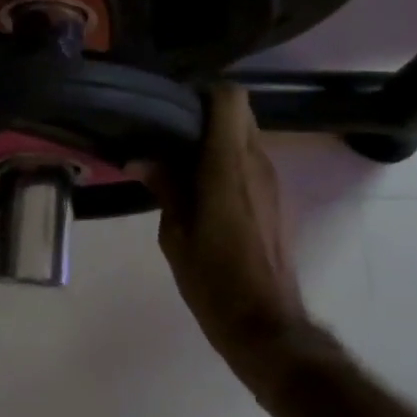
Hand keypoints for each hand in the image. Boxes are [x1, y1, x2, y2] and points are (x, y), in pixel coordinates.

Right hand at [153, 84, 310, 376]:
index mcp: (228, 166)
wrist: (265, 325)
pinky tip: (199, 184)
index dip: (203, 91)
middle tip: (169, 131)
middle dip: (206, 113)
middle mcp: (256, 164)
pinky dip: (227, 159)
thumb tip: (142, 160)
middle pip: (240, 112)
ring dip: (217, 138)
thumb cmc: (214, 281)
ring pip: (247, 135)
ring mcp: (271, 181)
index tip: (173, 105)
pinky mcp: (275, 199)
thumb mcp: (175, 236)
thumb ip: (164, 189)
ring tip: (179, 158)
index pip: (230, 98)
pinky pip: (251, 160)